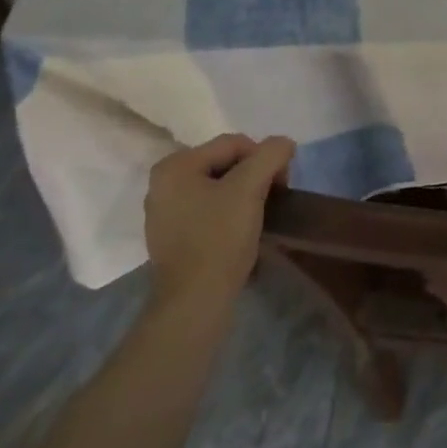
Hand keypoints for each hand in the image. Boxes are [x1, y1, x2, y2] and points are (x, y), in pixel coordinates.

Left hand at [143, 134, 294, 308]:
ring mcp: (164, 213)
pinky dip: (229, 213)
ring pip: (218, 187)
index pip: (234, 143)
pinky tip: (242, 230)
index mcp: (175, 166)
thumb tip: (284, 145)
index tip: (282, 184)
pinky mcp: (172, 237)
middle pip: (225, 163)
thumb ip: (270, 154)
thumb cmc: (219, 238)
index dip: (264, 158)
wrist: (195, 304)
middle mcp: (163, 184)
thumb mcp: (250, 187)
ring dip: (244, 194)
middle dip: (254, 176)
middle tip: (274, 198)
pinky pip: (208, 209)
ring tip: (260, 215)